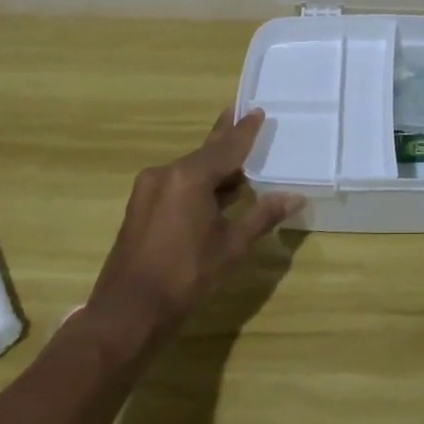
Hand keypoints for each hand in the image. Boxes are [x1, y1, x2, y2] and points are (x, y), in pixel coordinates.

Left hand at [87, 108, 303, 338]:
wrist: (128, 313)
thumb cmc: (186, 275)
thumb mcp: (232, 246)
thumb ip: (262, 216)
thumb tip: (295, 196)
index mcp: (189, 177)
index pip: (227, 147)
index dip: (245, 131)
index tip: (256, 110)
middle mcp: (166, 174)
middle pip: (205, 153)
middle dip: (225, 137)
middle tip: (239, 112)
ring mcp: (149, 191)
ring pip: (190, 170)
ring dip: (213, 167)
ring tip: (237, 161)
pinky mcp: (141, 208)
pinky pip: (176, 185)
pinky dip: (198, 184)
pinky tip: (214, 192)